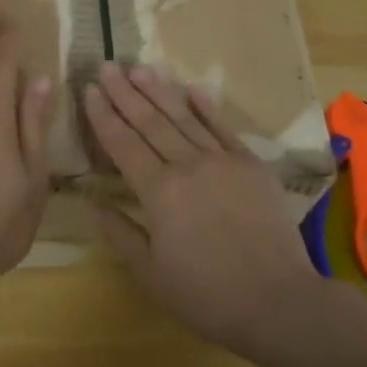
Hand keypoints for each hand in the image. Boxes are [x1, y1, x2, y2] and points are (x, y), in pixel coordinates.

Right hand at [85, 64, 327, 355]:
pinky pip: (224, 128)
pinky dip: (206, 107)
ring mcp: (224, 161)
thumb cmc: (206, 294)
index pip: (124, 144)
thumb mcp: (150, 273)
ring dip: (159, 91)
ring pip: (184, 118)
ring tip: (139, 68)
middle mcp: (188, 165)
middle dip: (125, 93)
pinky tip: (191, 88)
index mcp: (159, 191)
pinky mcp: (251, 165)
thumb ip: (120, 233)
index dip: (103, 116)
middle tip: (107, 66)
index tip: (89, 90)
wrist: (278, 300)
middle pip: (150, 122)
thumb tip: (92, 203)